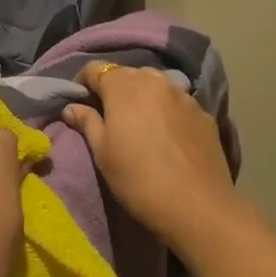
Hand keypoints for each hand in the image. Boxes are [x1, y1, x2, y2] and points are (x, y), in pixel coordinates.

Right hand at [63, 62, 241, 251]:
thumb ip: (87, 122)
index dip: (83, 84)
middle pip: (126, 74)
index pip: (95, 69)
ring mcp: (183, 94)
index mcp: (123, 85)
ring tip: (140, 123)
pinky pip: (177, 102)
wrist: (198, 207)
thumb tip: (71, 107)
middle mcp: (154, 80)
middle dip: (114, 89)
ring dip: (142, 96)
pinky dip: (166, 110)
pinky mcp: (204, 113)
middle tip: (109, 117)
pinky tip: (167, 136)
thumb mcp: (102, 153)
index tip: (80, 104)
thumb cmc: (138, 178)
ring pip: (154, 85)